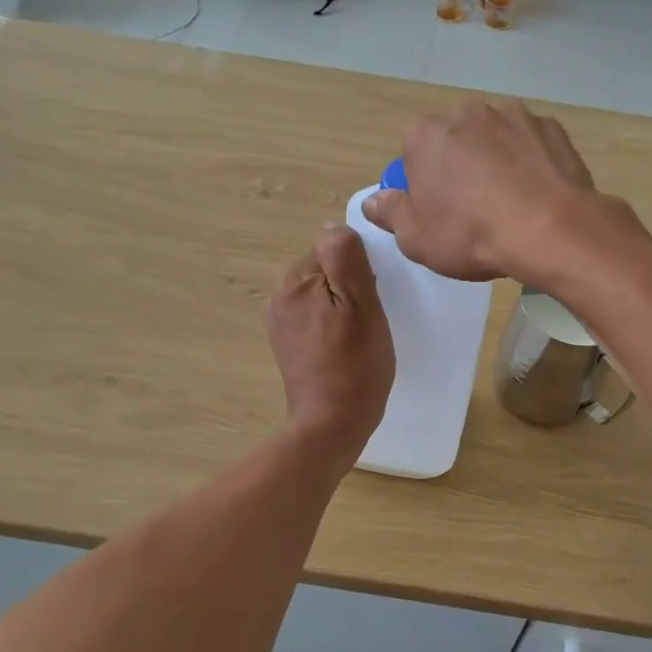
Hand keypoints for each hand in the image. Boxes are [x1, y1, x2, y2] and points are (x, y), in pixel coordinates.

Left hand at [264, 225, 393, 459]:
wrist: (332, 424)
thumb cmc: (355, 364)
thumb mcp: (361, 304)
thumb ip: (346, 259)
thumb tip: (335, 227)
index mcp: (294, 280)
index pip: (334, 248)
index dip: (359, 269)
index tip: (372, 296)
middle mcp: (279, 295)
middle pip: (326, 270)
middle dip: (350, 286)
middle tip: (370, 318)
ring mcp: (280, 322)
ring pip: (322, 294)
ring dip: (343, 306)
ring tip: (359, 335)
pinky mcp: (287, 344)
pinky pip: (316, 317)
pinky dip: (333, 325)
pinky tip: (345, 347)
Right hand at [361, 98, 599, 280]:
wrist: (549, 230)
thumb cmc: (471, 235)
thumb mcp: (416, 239)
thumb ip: (390, 213)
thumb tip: (373, 200)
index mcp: (425, 135)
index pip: (414, 153)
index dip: (424, 183)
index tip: (438, 211)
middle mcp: (467, 112)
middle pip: (456, 140)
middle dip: (461, 165)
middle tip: (475, 208)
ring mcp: (514, 115)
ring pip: (496, 138)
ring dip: (498, 160)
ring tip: (512, 201)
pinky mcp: (551, 127)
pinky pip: (532, 144)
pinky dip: (532, 162)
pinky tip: (538, 193)